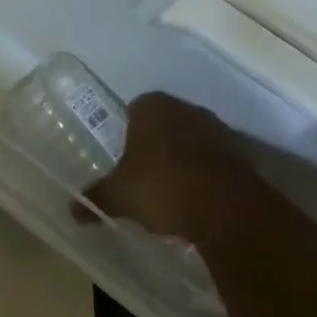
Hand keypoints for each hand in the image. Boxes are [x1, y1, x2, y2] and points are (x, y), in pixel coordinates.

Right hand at [83, 93, 261, 242]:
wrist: (229, 210)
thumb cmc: (163, 187)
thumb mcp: (121, 196)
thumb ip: (97, 197)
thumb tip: (72, 209)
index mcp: (151, 106)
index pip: (133, 111)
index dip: (128, 135)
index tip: (127, 162)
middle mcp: (184, 108)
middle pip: (165, 124)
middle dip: (157, 146)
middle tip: (148, 177)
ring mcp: (218, 129)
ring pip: (193, 141)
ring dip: (186, 160)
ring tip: (176, 193)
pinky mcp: (244, 155)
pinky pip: (218, 162)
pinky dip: (210, 176)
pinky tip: (202, 202)